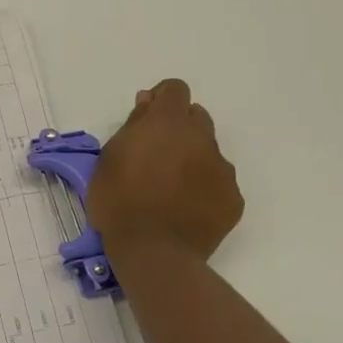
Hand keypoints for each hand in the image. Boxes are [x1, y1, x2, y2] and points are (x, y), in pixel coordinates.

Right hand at [87, 78, 243, 263]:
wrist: (154, 253)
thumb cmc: (119, 201)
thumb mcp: (109, 157)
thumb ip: (133, 125)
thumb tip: (149, 104)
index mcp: (168, 123)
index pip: (175, 89)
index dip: (161, 99)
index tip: (146, 119)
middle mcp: (201, 138)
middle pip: (196, 117)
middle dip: (178, 128)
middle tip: (156, 155)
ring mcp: (222, 169)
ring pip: (208, 150)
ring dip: (191, 158)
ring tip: (170, 188)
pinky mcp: (233, 198)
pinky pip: (218, 182)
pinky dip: (203, 188)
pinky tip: (185, 208)